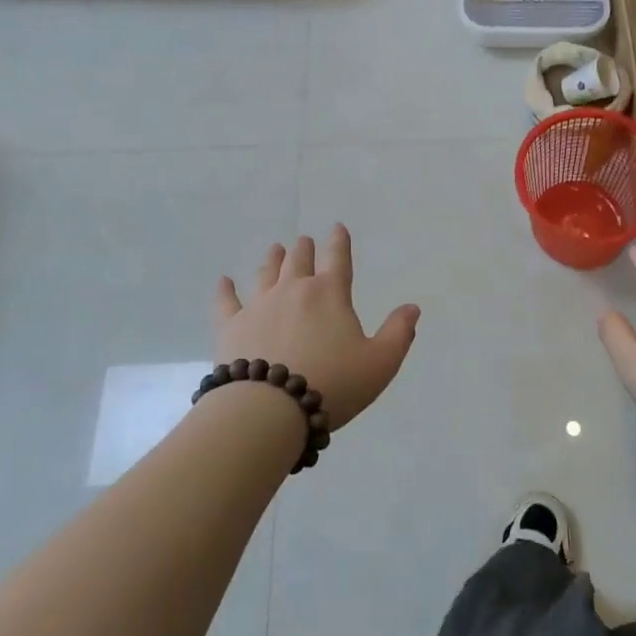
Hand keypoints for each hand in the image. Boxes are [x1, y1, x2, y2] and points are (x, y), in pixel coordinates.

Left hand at [214, 225, 420, 430]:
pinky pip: (226, 301)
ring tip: (275, 249)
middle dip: (304, 249)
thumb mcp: (380, 363)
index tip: (337, 227)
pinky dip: (225, 290)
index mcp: (330, 294)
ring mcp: (259, 305)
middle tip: (304, 241)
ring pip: (266, 273)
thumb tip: (412, 308)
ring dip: (272, 259)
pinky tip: (223, 281)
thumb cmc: (332, 384)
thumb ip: (398, 333)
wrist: (269, 408)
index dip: (340, 242)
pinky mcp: (231, 326)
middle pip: (299, 261)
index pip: (338, 259)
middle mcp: (294, 290)